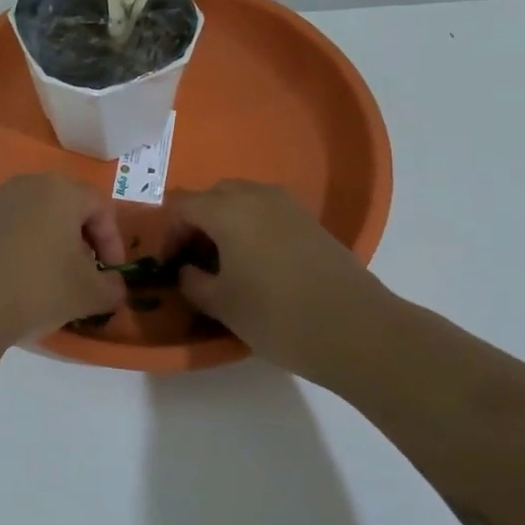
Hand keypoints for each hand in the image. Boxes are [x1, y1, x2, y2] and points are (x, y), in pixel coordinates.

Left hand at [0, 175, 124, 346]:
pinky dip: (28, 253)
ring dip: (56, 248)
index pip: (101, 206)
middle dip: (84, 243)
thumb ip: (112, 288)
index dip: (114, 241)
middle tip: (88, 276)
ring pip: (40, 221)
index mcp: (61, 190)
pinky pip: (14, 233)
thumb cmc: (37, 287)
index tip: (112, 273)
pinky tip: (24, 285)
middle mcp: (28, 186)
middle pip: (69, 209)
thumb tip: (115, 287)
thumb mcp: (88, 293)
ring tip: (57, 284)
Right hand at [167, 181, 387, 380]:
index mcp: (228, 210)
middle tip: (195, 261)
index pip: (182, 208)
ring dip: (226, 224)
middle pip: (213, 197)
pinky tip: (258, 264)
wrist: (355, 328)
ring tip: (226, 264)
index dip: (169, 236)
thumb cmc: (277, 315)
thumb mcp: (222, 304)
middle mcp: (257, 196)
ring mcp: (288, 205)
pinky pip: (268, 213)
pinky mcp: (311, 221)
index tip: (170, 267)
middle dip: (197, 224)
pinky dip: (252, 228)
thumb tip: (187, 271)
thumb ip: (193, 282)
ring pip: (243, 201)